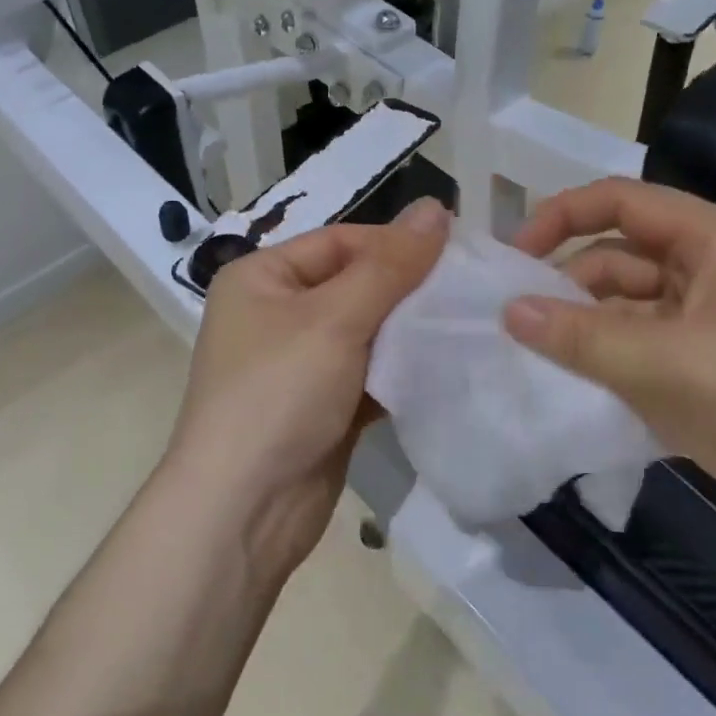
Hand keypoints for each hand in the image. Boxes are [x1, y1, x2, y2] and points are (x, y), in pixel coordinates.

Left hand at [165, 197, 449, 579]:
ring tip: (469, 325)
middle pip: (355, 285)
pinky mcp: (323, 406)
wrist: (244, 509)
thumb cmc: (279, 394)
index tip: (457, 253)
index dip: (396, 244)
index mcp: (262, 277)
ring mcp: (299, 364)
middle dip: (409, 290)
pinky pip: (369, 374)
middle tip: (471, 291)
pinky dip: (402, 371)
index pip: (340, 241)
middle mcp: (276, 314)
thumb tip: (436, 207)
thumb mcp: (334, 319)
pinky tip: (446, 368)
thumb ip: (389, 265)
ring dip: (410, 332)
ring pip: (367, 332)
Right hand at [504, 178, 715, 509]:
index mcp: (711, 239)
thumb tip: (509, 310)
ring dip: (583, 325)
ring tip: (538, 357)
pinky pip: (640, 341)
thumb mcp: (660, 364)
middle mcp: (709, 265)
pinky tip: (574, 381)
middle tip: (516, 322)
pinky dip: (607, 355)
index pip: (620, 202)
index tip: (513, 257)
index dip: (560, 218)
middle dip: (567, 284)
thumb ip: (578, 335)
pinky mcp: (706, 358)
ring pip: (625, 303)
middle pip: (618, 254)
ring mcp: (709, 314)